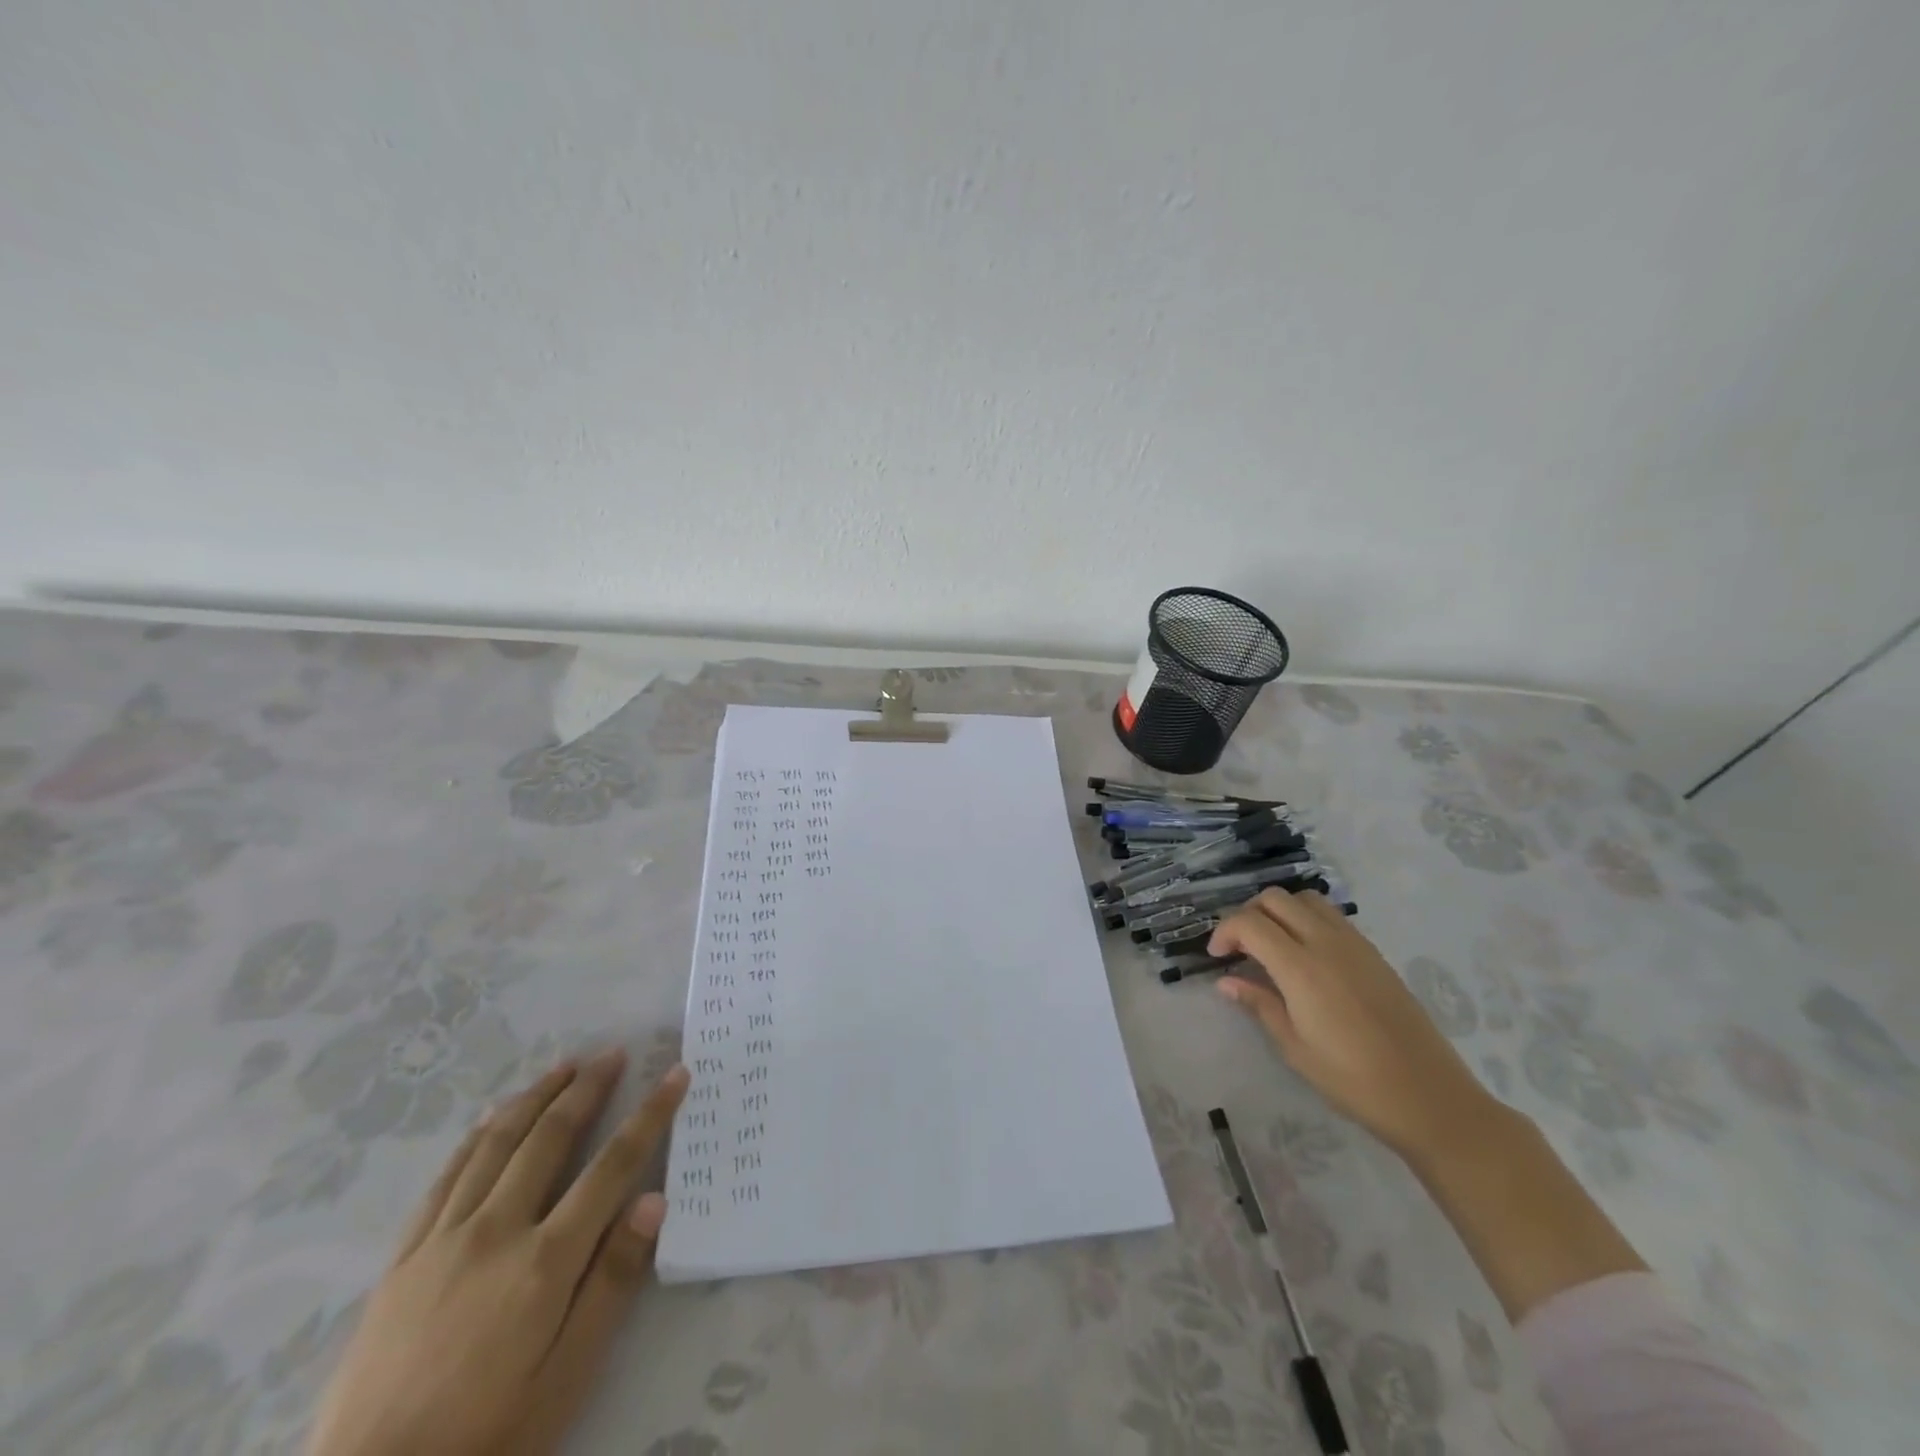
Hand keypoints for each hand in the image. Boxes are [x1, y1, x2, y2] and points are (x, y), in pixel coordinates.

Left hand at [307, 1051, 690, 1455]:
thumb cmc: (488, 1436)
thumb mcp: (567, 1375)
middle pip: (550, 1137)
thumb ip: (612, 1282)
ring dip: (535, 1097)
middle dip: (588, 1088)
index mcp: (545, 1260)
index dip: (650, 1114)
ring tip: (563, 1066)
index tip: (675, 1075)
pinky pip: (447, 1175)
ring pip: (497, 1143)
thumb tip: (654, 1200)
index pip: (613, 1165)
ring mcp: (444, 1237)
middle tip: (613, 1053)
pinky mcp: (405, 1255)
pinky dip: (477, 1136)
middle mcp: (496, 1230)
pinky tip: (492, 1118)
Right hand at [1209, 890, 1500, 1163]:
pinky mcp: (1374, 953)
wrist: (1430, 1097)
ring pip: (1305, 900)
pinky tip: (1306, 956)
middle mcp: (1326, 943)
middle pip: (1275, 899)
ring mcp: (1355, 944)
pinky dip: (1307, 920)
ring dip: (1279, 911)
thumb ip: (1260, 1004)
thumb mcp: (1295, 1048)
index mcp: (1301, 967)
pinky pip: (1332, 917)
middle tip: (1240, 948)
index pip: (1249, 923)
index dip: (1224, 932)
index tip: (1217, 957)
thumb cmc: (1353, 1080)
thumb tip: (1226, 982)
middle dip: (1248, 914)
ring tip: (1271, 945)